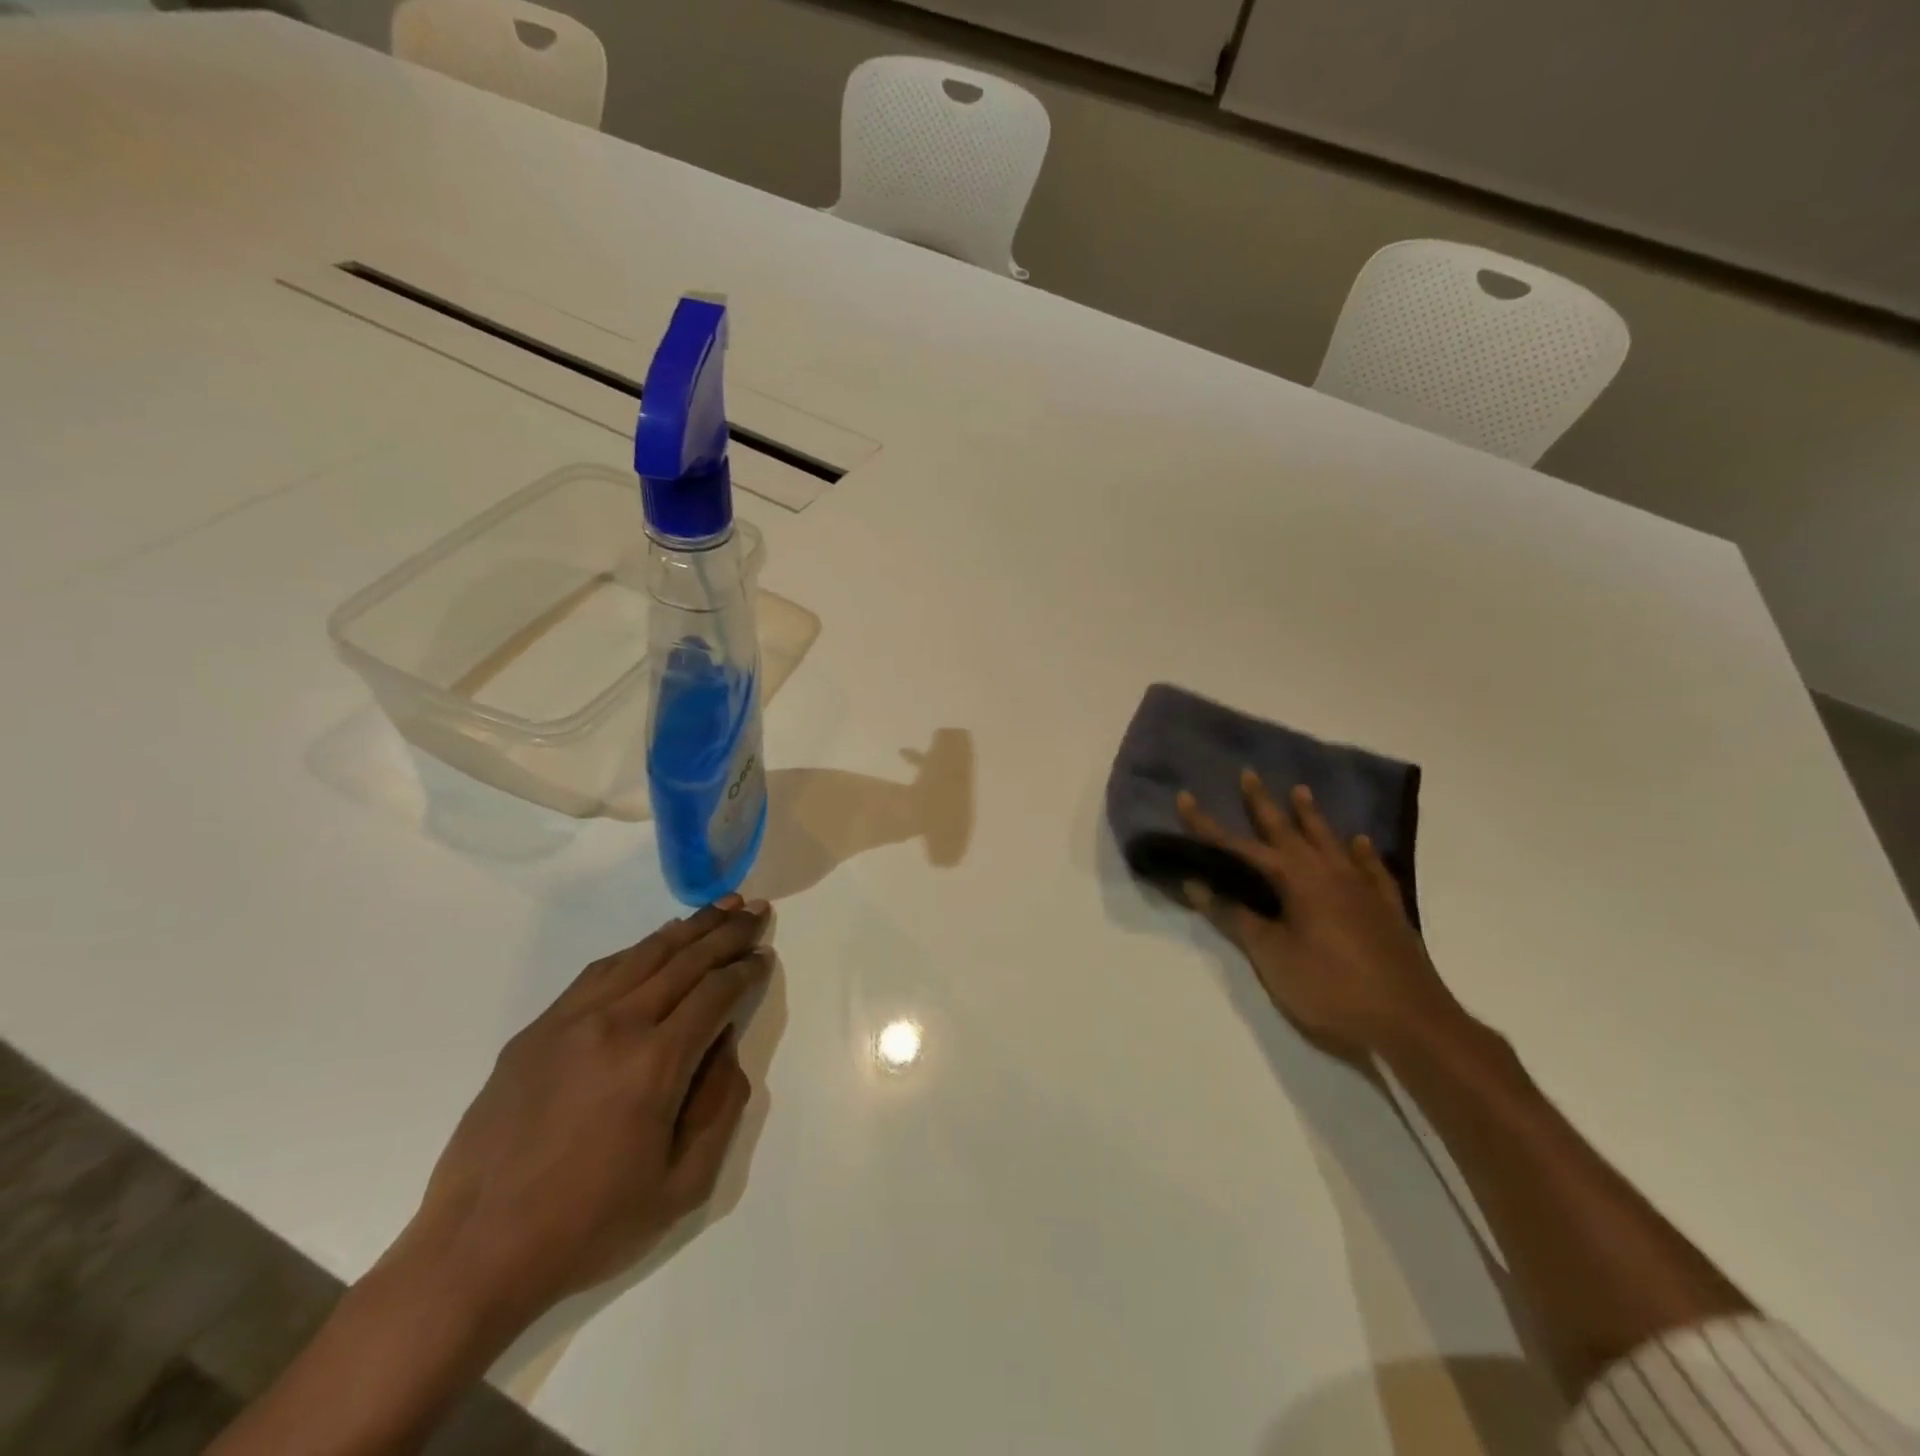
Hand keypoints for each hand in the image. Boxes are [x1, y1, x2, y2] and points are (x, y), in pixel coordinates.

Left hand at [395, 895, 774, 1329]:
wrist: (473, 1253)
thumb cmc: (589, 1226)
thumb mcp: (683, 1185)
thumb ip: (721, 1106)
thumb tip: (724, 1043)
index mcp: (655, 1063)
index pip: (715, 993)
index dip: (746, 969)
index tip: (764, 954)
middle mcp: (615, 1026)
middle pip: (684, 961)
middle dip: (726, 932)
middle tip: (755, 909)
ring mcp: (569, 1022)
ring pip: (641, 956)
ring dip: (686, 929)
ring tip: (717, 908)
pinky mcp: (536, 1030)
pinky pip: (598, 973)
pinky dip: (636, 950)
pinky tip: (654, 944)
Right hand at [1177, 771, 1465, 1060]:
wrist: (1411, 1022)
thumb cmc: (1330, 988)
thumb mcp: (1272, 956)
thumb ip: (1235, 917)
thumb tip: (1196, 883)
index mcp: (1296, 880)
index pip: (1239, 846)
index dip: (1208, 826)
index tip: (1185, 798)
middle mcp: (1328, 872)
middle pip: (1287, 830)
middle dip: (1263, 804)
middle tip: (1249, 774)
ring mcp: (1362, 888)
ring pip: (1329, 841)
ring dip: (1311, 816)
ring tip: (1300, 790)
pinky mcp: (1386, 908)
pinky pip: (1371, 868)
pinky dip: (1361, 852)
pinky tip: (1360, 842)